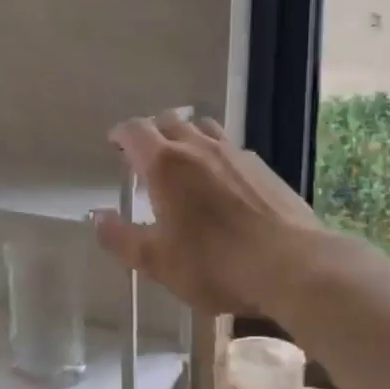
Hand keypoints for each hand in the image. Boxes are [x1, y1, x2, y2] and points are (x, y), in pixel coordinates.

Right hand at [93, 114, 325, 316]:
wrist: (293, 267)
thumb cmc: (214, 265)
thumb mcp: (157, 261)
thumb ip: (121, 238)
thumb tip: (97, 217)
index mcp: (165, 165)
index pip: (135, 131)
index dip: (121, 134)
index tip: (114, 144)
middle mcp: (198, 148)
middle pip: (170, 121)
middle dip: (152, 132)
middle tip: (145, 156)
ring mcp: (235, 154)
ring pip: (204, 128)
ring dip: (187, 136)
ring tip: (183, 161)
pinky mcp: (263, 168)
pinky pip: (231, 147)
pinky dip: (216, 154)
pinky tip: (222, 182)